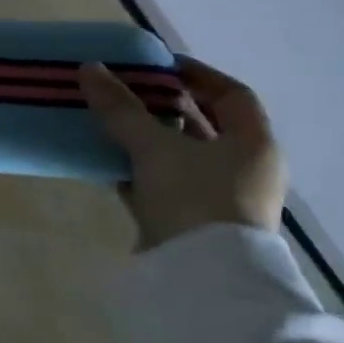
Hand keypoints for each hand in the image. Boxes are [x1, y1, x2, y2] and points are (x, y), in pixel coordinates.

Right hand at [78, 56, 287, 250]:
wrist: (201, 277)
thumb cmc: (193, 197)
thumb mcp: (153, 147)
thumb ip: (121, 108)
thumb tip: (89, 68)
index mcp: (254, 144)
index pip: (232, 95)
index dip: (197, 75)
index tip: (158, 65)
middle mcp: (246, 169)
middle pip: (205, 125)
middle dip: (165, 106)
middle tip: (126, 91)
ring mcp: (221, 198)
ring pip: (182, 156)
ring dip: (148, 138)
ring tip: (109, 122)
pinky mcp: (194, 222)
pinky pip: (166, 183)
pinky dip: (141, 169)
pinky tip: (108, 162)